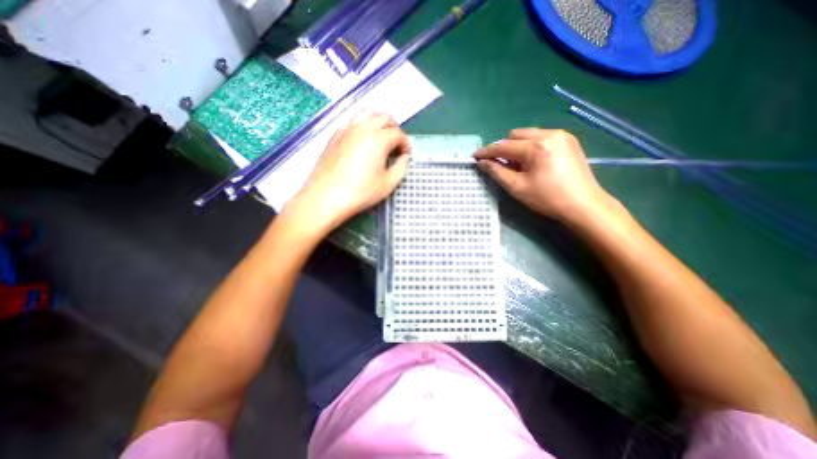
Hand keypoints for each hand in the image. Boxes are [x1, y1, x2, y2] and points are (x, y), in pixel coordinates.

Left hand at [291, 112, 407, 229]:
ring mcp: (346, 129)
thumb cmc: (360, 193)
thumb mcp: (388, 184)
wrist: (326, 197)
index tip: (405, 155)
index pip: (398, 134)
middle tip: (396, 146)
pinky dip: (363, 124)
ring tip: (381, 138)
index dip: (405, 144)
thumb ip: (401, 168)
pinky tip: (362, 139)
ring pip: (367, 113)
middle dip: (395, 129)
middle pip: (384, 117)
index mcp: (378, 139)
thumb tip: (404, 158)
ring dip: (379, 122)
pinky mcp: (335, 135)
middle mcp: (362, 128)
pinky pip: (352, 120)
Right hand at [474, 127, 611, 224]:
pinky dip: (530, 146)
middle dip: (503, 147)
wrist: (584, 205)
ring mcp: (561, 135)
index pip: (503, 146)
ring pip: (528, 134)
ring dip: (517, 146)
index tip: (475, 156)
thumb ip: (497, 172)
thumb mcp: (517, 187)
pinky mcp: (569, 140)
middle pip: (515, 135)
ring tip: (517, 164)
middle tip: (500, 164)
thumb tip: (482, 162)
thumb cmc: (547, 198)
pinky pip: (541, 137)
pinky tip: (532, 161)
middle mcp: (549, 134)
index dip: (487, 151)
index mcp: (536, 147)